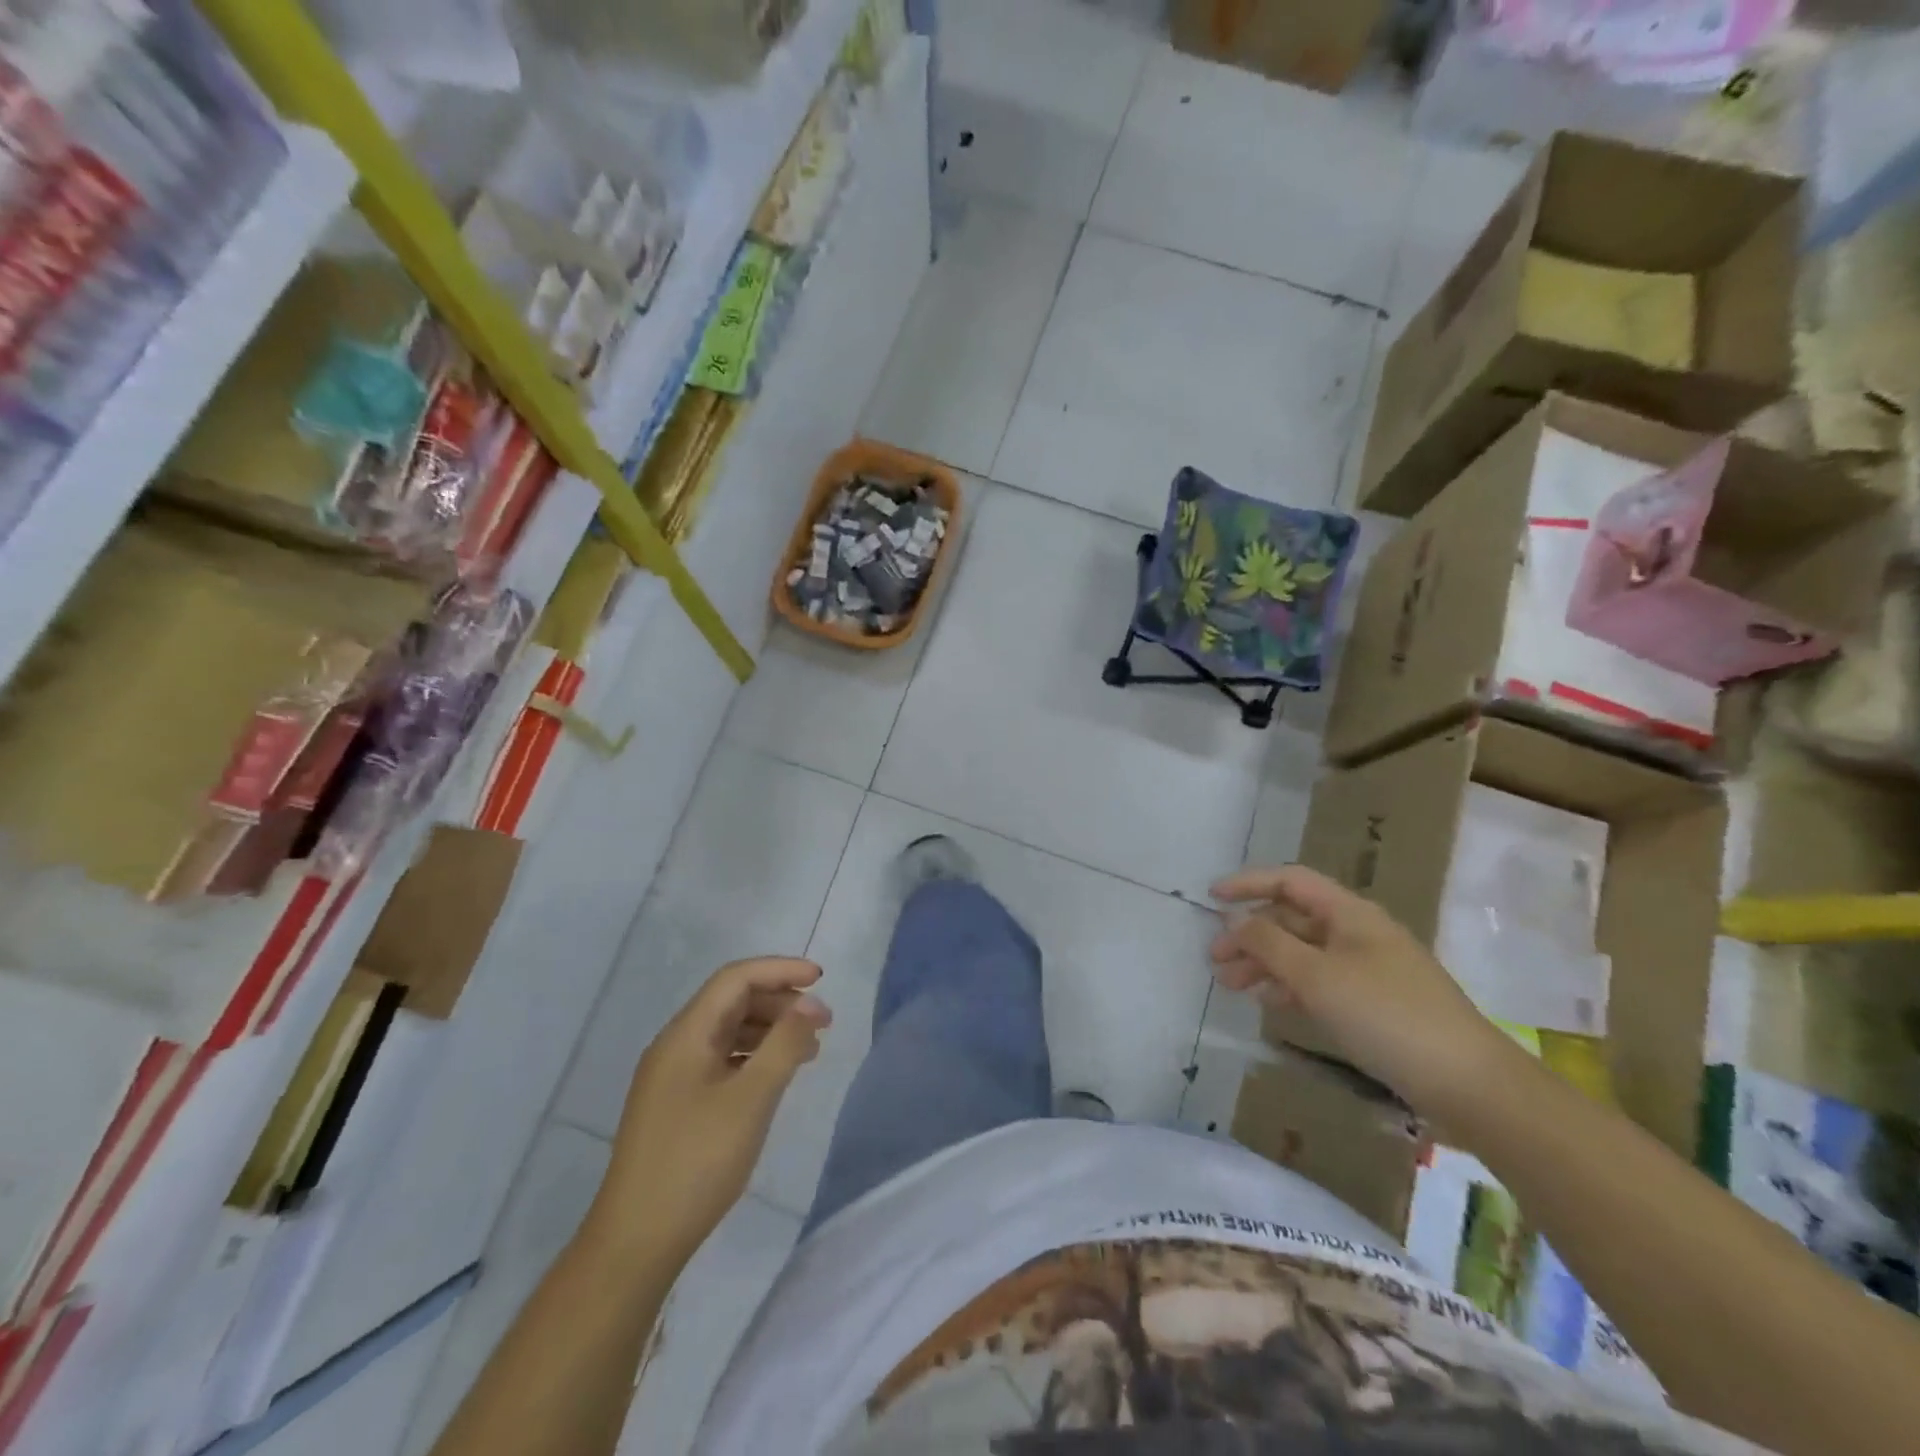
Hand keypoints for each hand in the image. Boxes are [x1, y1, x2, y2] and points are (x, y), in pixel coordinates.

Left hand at [588, 958, 830, 1267]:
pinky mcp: (677, 1103)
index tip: (821, 979)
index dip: (780, 970)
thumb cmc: (696, 1162)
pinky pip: (722, 1059)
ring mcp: (672, 1076)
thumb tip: (811, 1003)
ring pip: (728, 1031)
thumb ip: (784, 1044)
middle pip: (732, 1001)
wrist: (635, 1242)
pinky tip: (778, 1076)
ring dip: (770, 1030)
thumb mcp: (751, 1099)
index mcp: (686, 1034)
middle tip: (823, 1021)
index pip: (736, 979)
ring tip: (810, 1049)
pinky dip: (754, 1057)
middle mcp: (675, 1045)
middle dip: (780, 1001)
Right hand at [1209, 865, 1505, 1114]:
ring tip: (1231, 986)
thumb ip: (1269, 944)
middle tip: (1215, 960)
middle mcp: (1358, 932)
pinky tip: (1269, 1002)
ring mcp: (1368, 969)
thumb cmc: (1386, 1015)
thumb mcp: (1317, 976)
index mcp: (1349, 913)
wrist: (1468, 1083)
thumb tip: (1235, 921)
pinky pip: (1320, 981)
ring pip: (1303, 953)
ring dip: (1265, 963)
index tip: (1211, 897)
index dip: (1248, 883)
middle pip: (1293, 919)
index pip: (1290, 881)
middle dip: (1251, 934)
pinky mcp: (1375, 1003)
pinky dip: (1290, 986)